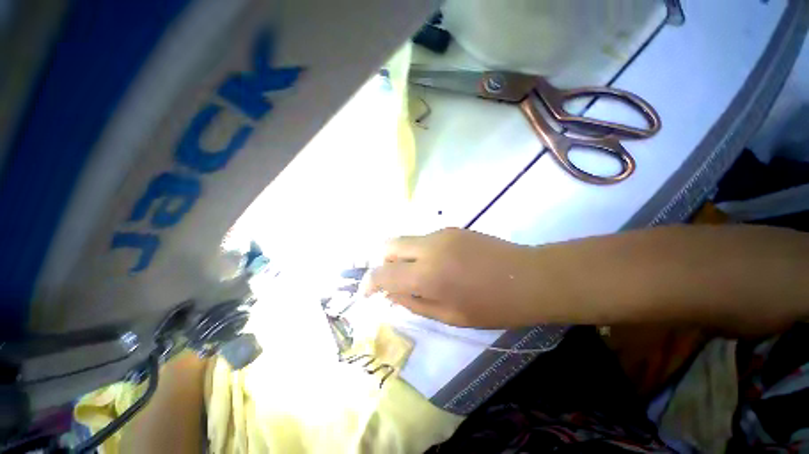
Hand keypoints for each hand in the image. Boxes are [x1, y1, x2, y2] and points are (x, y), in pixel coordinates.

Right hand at [364, 228, 542, 327]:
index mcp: (428, 275)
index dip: (369, 283)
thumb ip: (415, 302)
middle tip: (394, 281)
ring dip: (403, 258)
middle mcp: (429, 247)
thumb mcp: (449, 316)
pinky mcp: (451, 229)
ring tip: (420, 276)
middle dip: (383, 263)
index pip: (383, 274)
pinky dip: (419, 252)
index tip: (368, 293)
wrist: (529, 277)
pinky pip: (423, 239)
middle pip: (388, 246)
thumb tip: (391, 293)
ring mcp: (441, 234)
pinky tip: (438, 265)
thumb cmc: (492, 306)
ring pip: (406, 241)